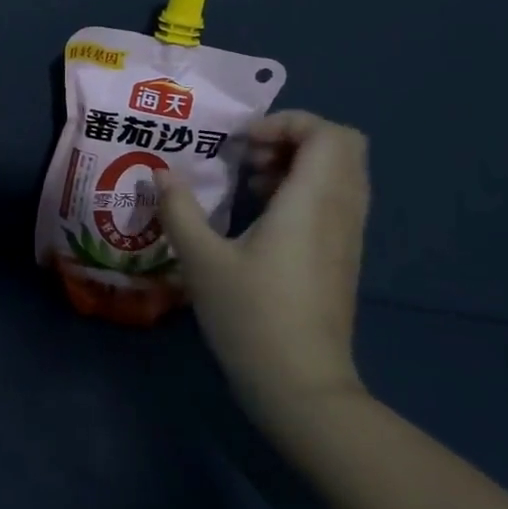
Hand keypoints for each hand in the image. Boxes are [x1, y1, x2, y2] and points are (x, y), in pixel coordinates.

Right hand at [158, 111, 369, 423]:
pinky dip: (304, 190)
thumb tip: (160, 173)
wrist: (301, 386)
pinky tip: (261, 217)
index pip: (328, 133)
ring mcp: (347, 236)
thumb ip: (178, 209)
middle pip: (343, 147)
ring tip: (250, 183)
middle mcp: (340, 211)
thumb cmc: (251, 316)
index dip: (287, 122)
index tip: (242, 143)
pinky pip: (335, 200)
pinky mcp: (342, 257)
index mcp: (312, 202)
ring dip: (298, 164)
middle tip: (248, 156)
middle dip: (294, 137)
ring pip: (341, 174)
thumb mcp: (201, 260)